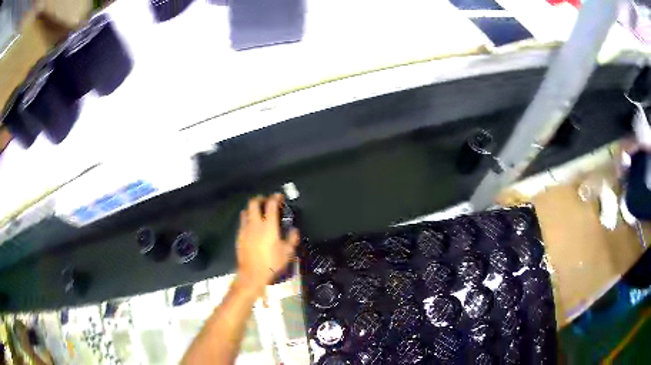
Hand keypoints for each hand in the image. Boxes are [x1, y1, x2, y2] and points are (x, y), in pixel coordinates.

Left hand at [236, 194, 299, 293]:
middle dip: (260, 198)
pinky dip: (247, 219)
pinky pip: (242, 222)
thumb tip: (294, 230)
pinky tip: (251, 226)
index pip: (271, 205)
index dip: (275, 197)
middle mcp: (255, 224)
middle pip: (254, 203)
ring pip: (246, 211)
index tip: (279, 196)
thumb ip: (292, 239)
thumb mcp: (287, 253)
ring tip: (258, 212)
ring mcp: (245, 229)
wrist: (252, 274)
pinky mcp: (239, 236)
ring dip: (252, 208)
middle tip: (266, 201)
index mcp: (269, 226)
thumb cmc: (271, 263)